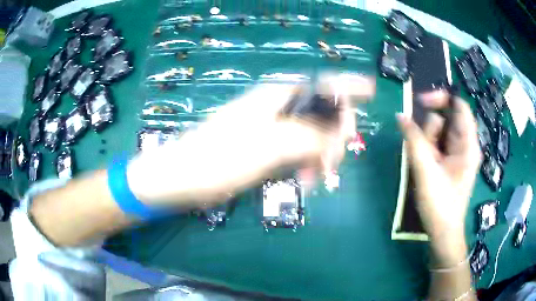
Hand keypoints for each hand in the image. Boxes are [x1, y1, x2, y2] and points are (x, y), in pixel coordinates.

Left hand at [127, 75, 374, 207]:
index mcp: (277, 96)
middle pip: (321, 112)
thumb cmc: (219, 158)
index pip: (322, 84)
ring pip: (312, 134)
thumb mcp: (269, 146)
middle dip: (335, 134)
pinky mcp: (266, 147)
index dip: (348, 86)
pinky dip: (307, 164)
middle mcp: (277, 106)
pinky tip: (306, 179)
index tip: (371, 91)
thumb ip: (308, 137)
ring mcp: (272, 128)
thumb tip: (337, 134)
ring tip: (318, 178)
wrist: (183, 177)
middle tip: (335, 161)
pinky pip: (298, 150)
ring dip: (321, 154)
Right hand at [397, 91, 481, 241]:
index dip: (440, 97)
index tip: (420, 102)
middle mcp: (465, 144)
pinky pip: (438, 144)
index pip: (459, 105)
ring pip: (439, 132)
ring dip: (427, 143)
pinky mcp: (451, 160)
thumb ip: (414, 140)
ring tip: (425, 165)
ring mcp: (458, 153)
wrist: (443, 232)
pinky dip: (428, 150)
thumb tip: (401, 115)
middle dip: (430, 131)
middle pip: (446, 119)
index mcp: (468, 144)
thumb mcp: (426, 171)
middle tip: (424, 153)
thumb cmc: (440, 204)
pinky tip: (426, 166)